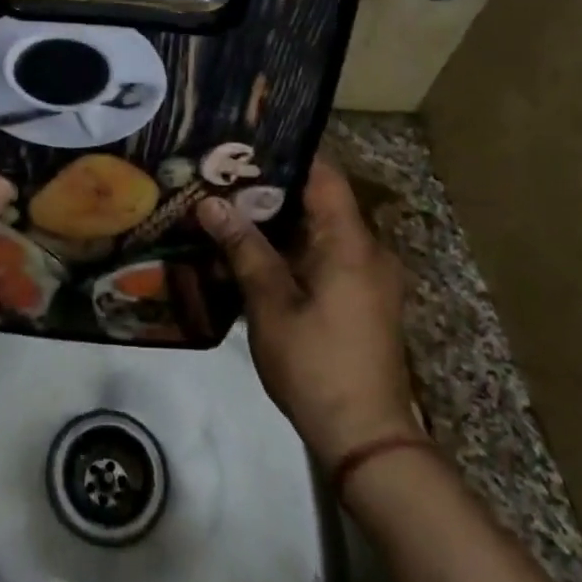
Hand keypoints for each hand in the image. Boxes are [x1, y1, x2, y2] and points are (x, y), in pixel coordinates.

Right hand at [197, 155, 416, 470]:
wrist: (365, 438)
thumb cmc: (316, 364)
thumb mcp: (271, 304)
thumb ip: (244, 249)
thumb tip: (211, 204)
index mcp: (352, 243)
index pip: (324, 175)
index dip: (288, 153)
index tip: (245, 143)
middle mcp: (368, 251)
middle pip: (321, 201)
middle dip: (272, 188)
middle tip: (223, 177)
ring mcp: (369, 277)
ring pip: (322, 231)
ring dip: (280, 221)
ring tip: (230, 208)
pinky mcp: (362, 300)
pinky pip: (327, 256)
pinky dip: (293, 248)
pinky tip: (254, 253)